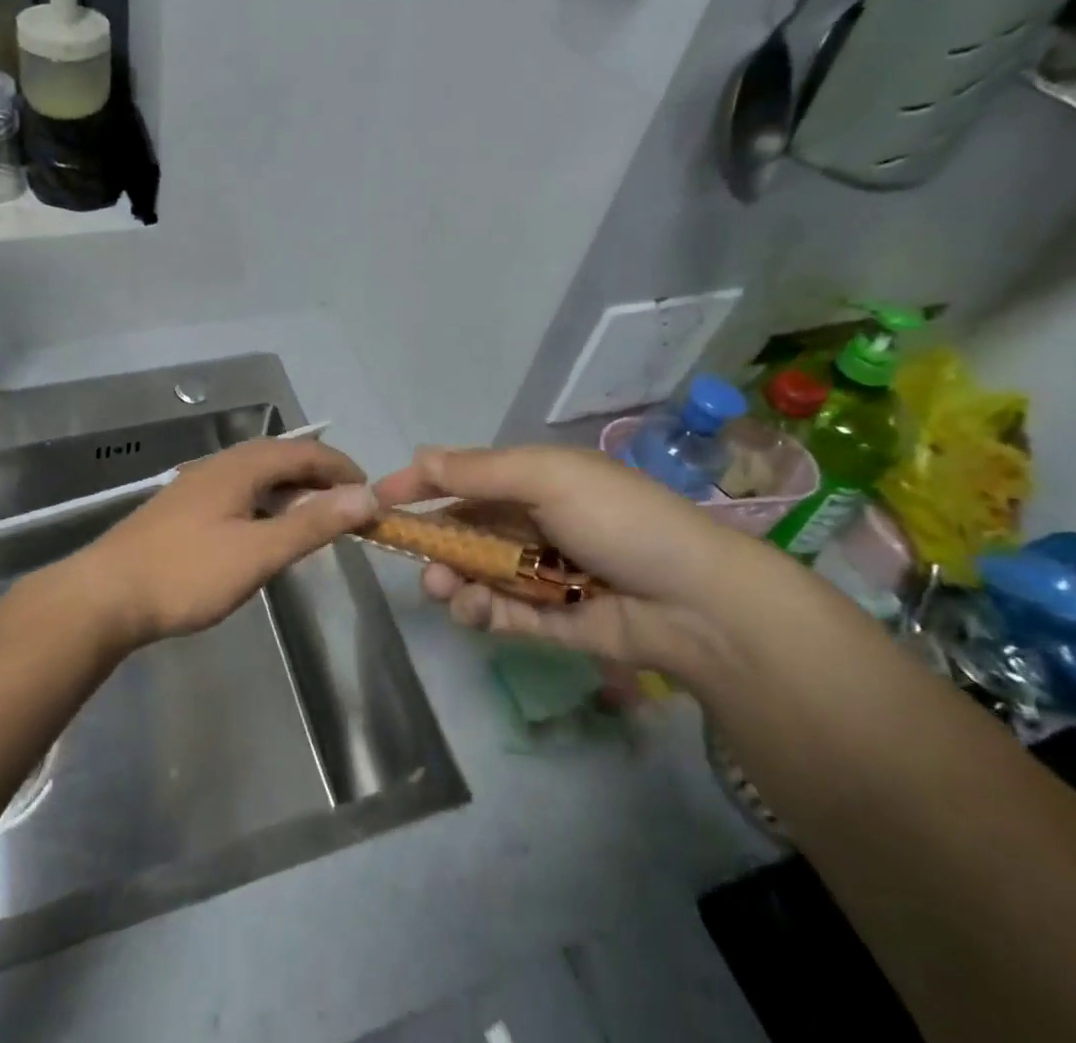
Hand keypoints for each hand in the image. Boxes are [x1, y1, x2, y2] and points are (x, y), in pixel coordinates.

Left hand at [73, 438, 378, 648]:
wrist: (105, 596)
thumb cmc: (186, 573)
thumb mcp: (258, 552)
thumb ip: (312, 523)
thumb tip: (366, 495)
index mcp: (240, 467)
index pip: (304, 452)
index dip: (341, 467)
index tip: (371, 492)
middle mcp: (219, 465)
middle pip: (280, 458)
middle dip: (319, 476)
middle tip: (349, 506)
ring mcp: (197, 485)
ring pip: (257, 476)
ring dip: (292, 490)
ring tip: (316, 518)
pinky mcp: (183, 509)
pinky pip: (239, 492)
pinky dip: (267, 503)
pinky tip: (266, 530)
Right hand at [373, 444, 782, 677]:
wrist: (698, 602)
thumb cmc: (618, 520)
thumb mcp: (547, 478)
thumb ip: (480, 472)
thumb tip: (418, 455)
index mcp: (531, 482)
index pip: (462, 478)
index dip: (420, 485)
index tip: (378, 500)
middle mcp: (530, 524)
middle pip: (463, 530)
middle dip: (432, 542)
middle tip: (412, 557)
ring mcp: (539, 574)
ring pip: (474, 574)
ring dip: (450, 580)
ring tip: (444, 591)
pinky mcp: (549, 620)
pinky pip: (501, 613)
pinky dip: (480, 611)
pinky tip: (473, 611)